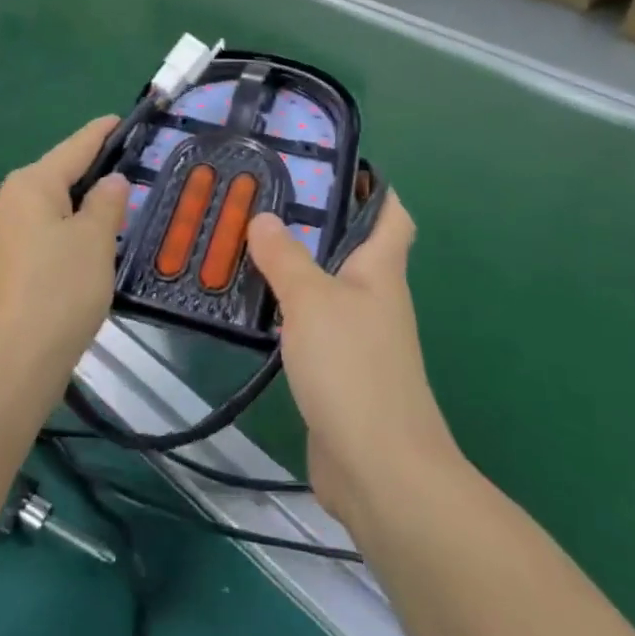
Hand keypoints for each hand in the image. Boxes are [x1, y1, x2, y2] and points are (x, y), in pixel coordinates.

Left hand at [0, 117, 128, 399]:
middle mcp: (12, 200)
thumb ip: (106, 203)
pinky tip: (96, 241)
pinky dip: (73, 230)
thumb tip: (110, 182)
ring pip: (55, 206)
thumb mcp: (95, 240)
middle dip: (95, 169)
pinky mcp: (11, 265)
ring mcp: (7, 234)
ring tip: (124, 201)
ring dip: (85, 204)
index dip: (102, 132)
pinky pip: (48, 232)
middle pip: (61, 174)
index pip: (75, 146)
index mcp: (32, 183)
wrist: (12, 363)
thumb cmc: (58, 290)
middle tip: (137, 166)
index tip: (124, 119)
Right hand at [246, 193, 459, 524]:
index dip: (372, 188)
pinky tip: (249, 305)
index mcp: (381, 271)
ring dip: (290, 267)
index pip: (391, 215)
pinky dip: (282, 310)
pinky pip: (307, 325)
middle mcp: (373, 298)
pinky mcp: (335, 371)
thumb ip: (285, 257)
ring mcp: (356, 337)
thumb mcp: (312, 300)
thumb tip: (264, 217)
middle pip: (349, 248)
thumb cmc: (353, 368)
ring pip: (323, 287)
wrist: (378, 469)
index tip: (330, 167)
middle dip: (312, 223)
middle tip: (260, 200)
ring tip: (242, 244)